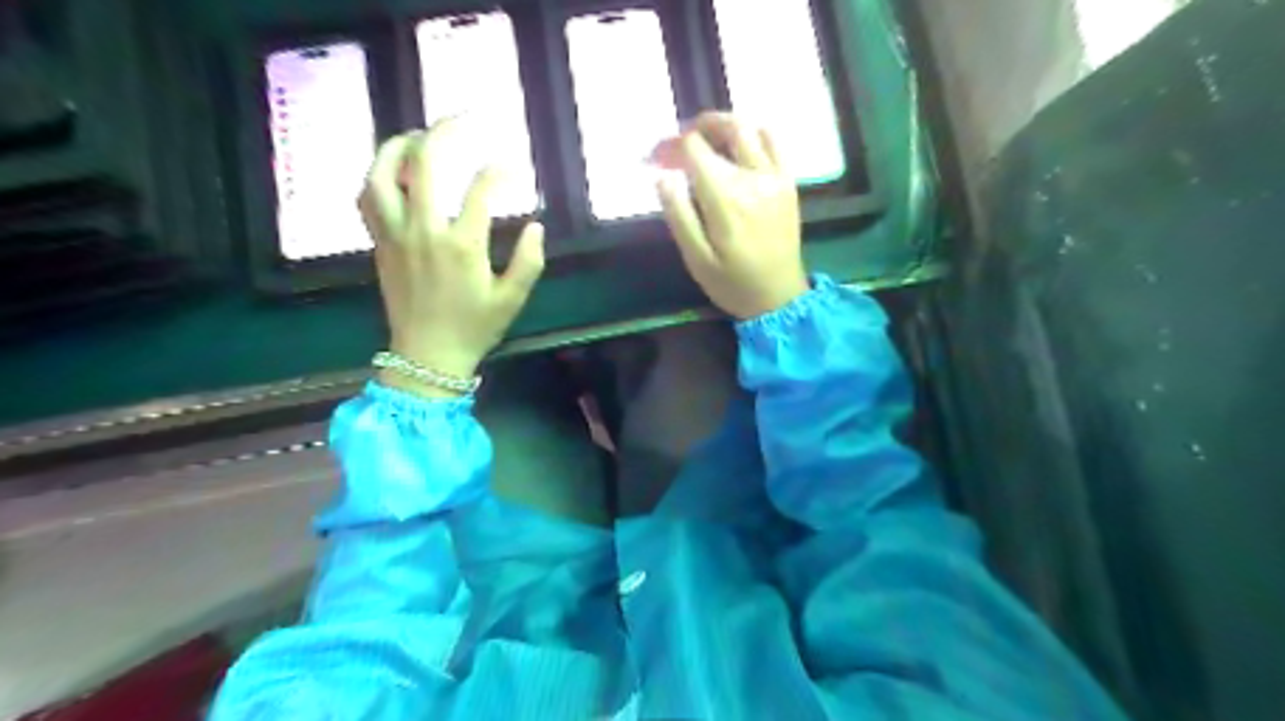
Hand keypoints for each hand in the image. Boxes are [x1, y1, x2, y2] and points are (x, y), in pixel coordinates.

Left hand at [359, 117, 544, 397]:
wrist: (426, 356)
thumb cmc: (473, 328)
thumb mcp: (512, 300)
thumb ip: (529, 261)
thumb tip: (537, 226)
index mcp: (463, 246)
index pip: (480, 190)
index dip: (498, 171)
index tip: (511, 166)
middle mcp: (424, 231)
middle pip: (425, 164)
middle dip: (445, 132)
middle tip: (462, 120)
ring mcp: (395, 234)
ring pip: (383, 173)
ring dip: (400, 146)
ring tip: (419, 136)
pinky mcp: (380, 243)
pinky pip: (367, 197)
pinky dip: (377, 175)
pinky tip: (392, 171)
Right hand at [653, 110, 800, 318]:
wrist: (779, 297)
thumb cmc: (732, 283)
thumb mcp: (696, 258)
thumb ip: (678, 214)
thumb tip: (662, 177)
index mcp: (725, 196)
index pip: (694, 148)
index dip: (670, 147)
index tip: (656, 159)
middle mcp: (753, 177)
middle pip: (724, 128)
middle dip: (695, 128)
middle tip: (678, 143)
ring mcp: (775, 176)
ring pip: (750, 128)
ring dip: (724, 125)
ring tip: (706, 140)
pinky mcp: (788, 182)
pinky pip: (774, 141)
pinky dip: (754, 133)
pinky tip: (739, 147)